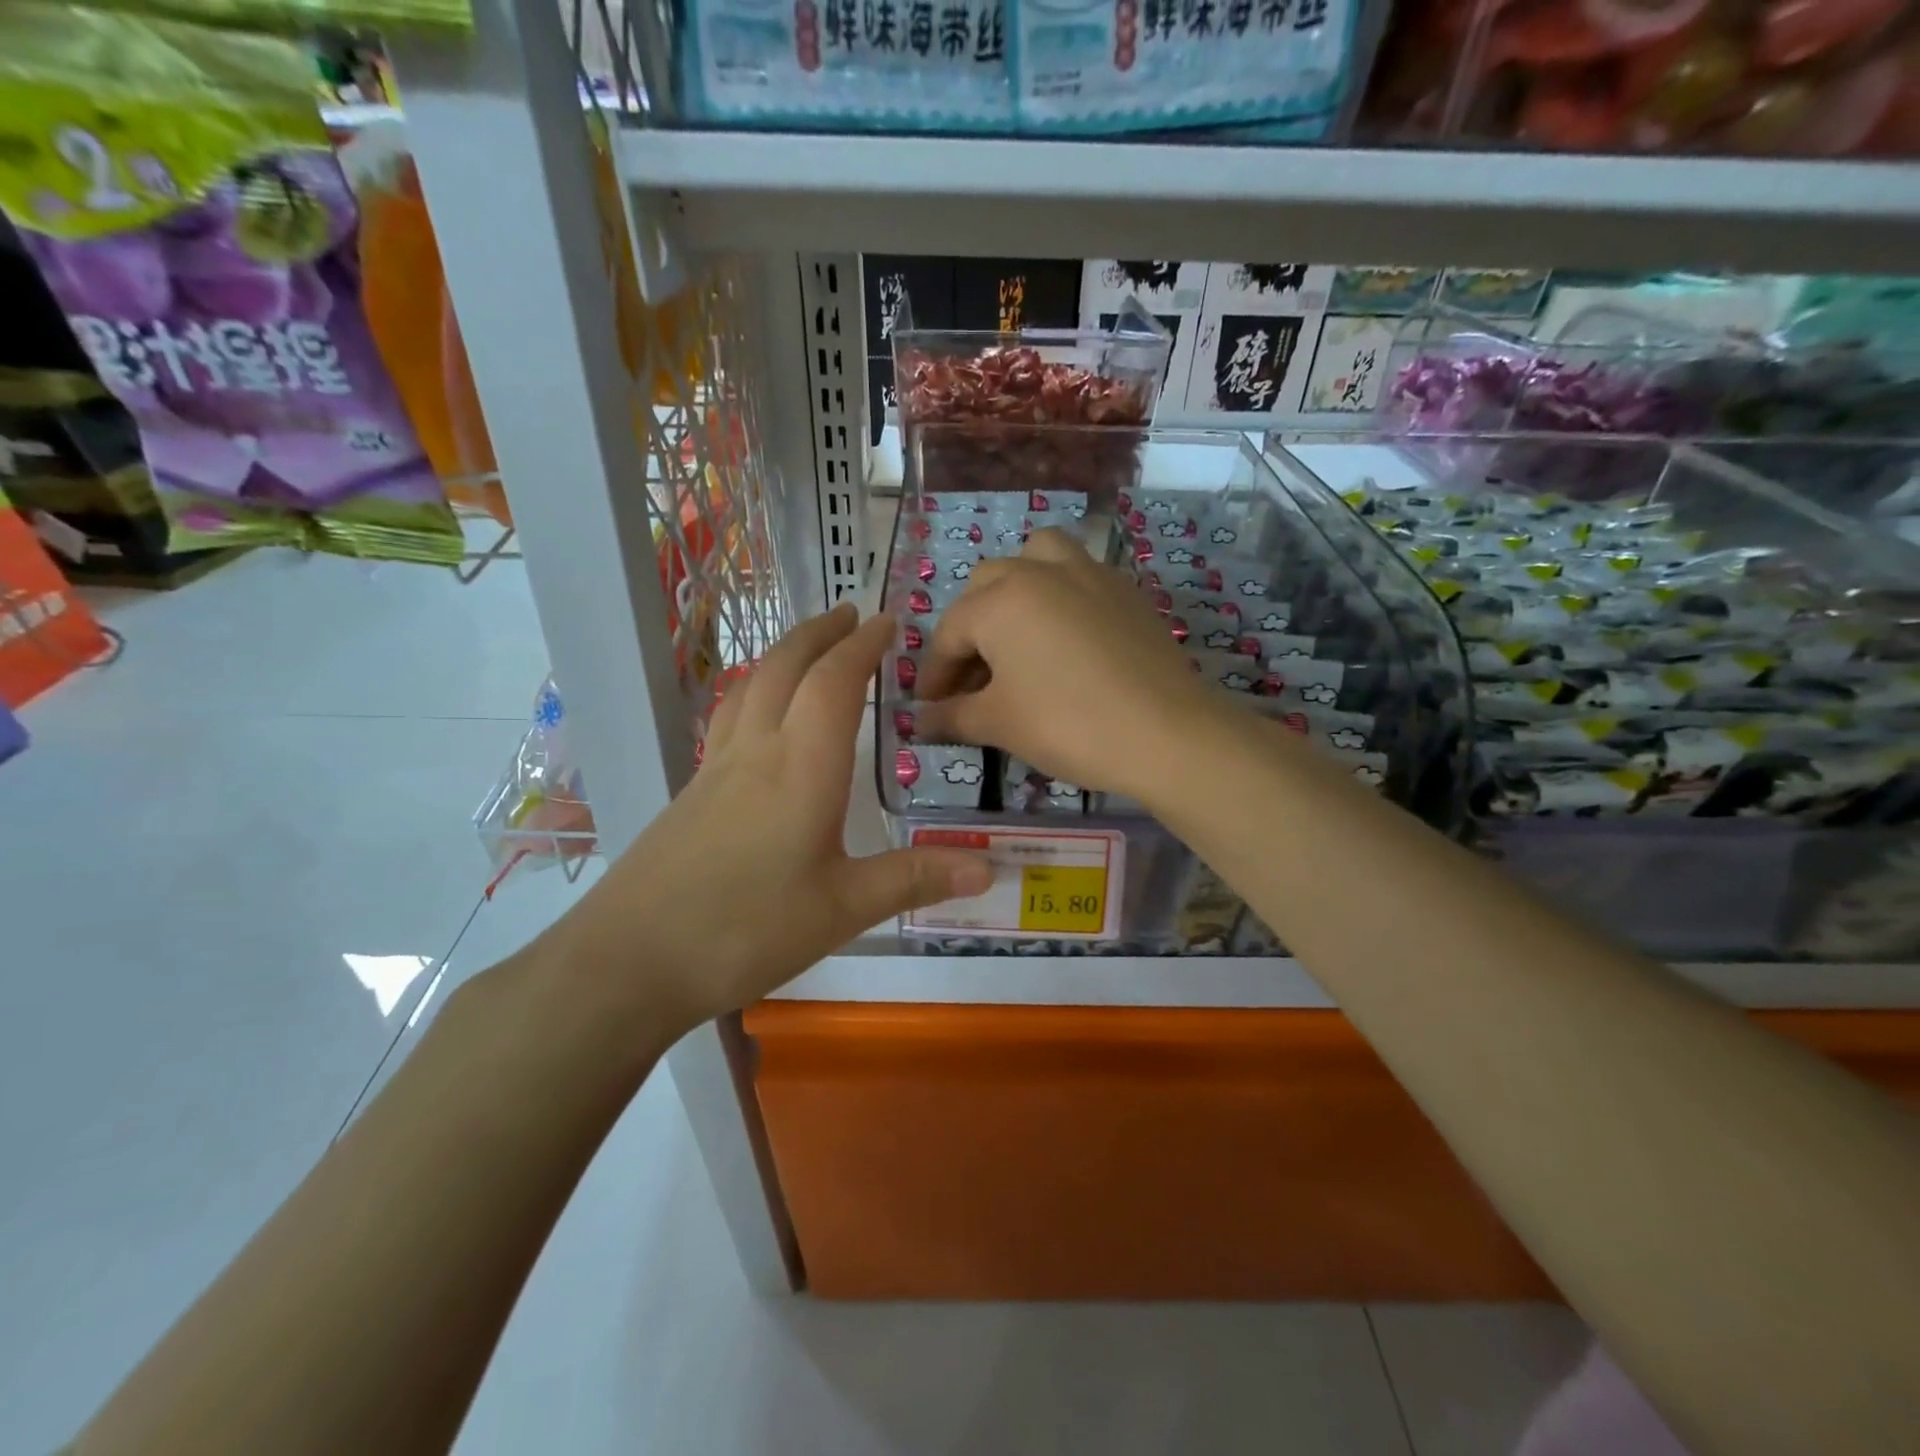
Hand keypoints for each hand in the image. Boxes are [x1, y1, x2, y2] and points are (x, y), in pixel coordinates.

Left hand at [540, 603, 991, 1034]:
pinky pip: (730, 716)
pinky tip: (760, 714)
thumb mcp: (843, 909)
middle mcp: (757, 751)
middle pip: (786, 667)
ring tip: (810, 647)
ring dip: (784, 653)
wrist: (630, 960)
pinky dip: (756, 690)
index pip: (835, 682)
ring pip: (751, 686)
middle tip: (851, 615)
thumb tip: (988, 869)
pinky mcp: (691, 791)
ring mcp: (716, 768)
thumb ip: (914, 879)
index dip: (863, 646)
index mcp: (802, 767)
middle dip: (820, 632)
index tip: (887, 622)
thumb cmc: (746, 930)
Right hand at [916, 527, 1221, 799]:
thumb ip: (952, 716)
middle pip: (986, 587)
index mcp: (1000, 600)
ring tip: (1018, 633)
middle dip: (970, 631)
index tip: (930, 709)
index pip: (949, 633)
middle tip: (974, 680)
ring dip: (1016, 588)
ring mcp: (1089, 573)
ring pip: (1037, 557)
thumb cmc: (1067, 725)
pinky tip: (1067, 641)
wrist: (1166, 733)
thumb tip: (920, 722)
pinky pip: (1079, 575)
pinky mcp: (1126, 590)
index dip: (934, 674)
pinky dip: (1060, 596)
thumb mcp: (999, 724)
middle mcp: (1040, 571)